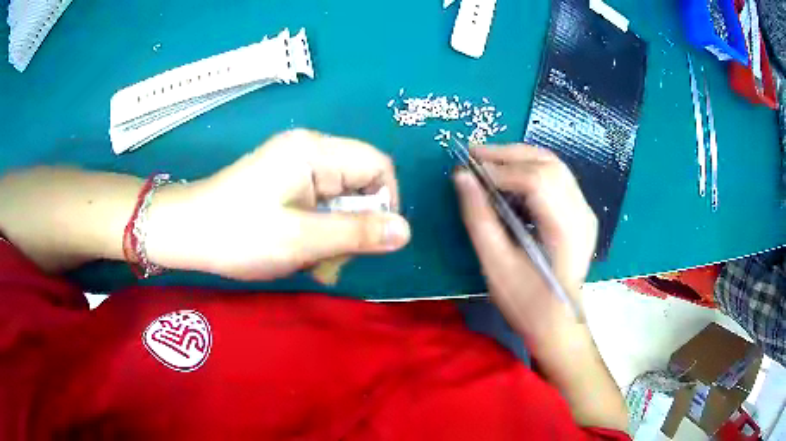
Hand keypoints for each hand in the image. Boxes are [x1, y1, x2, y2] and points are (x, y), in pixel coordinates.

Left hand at [146, 130, 410, 280]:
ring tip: (313, 265)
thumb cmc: (239, 233)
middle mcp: (309, 152)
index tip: (372, 240)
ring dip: (335, 237)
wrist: (186, 233)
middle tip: (331, 261)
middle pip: (359, 185)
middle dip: (354, 227)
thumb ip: (356, 233)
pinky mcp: (285, 186)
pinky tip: (303, 256)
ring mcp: (295, 169)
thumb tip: (405, 231)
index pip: (377, 166)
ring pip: (340, 201)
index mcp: (315, 151)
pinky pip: (319, 207)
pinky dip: (318, 234)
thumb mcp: (301, 238)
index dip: (385, 203)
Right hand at [453, 145, 597, 345]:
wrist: (558, 324)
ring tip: (489, 162)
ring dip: (520, 158)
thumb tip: (462, 177)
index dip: (501, 169)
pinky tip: (512, 179)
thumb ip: (479, 218)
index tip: (469, 170)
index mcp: (566, 230)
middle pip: (549, 164)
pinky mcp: (582, 214)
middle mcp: (582, 213)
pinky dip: (532, 170)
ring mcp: (586, 212)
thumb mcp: (496, 265)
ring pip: (555, 166)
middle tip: (475, 155)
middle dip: (510, 154)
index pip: (537, 180)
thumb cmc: (527, 303)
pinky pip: (558, 178)